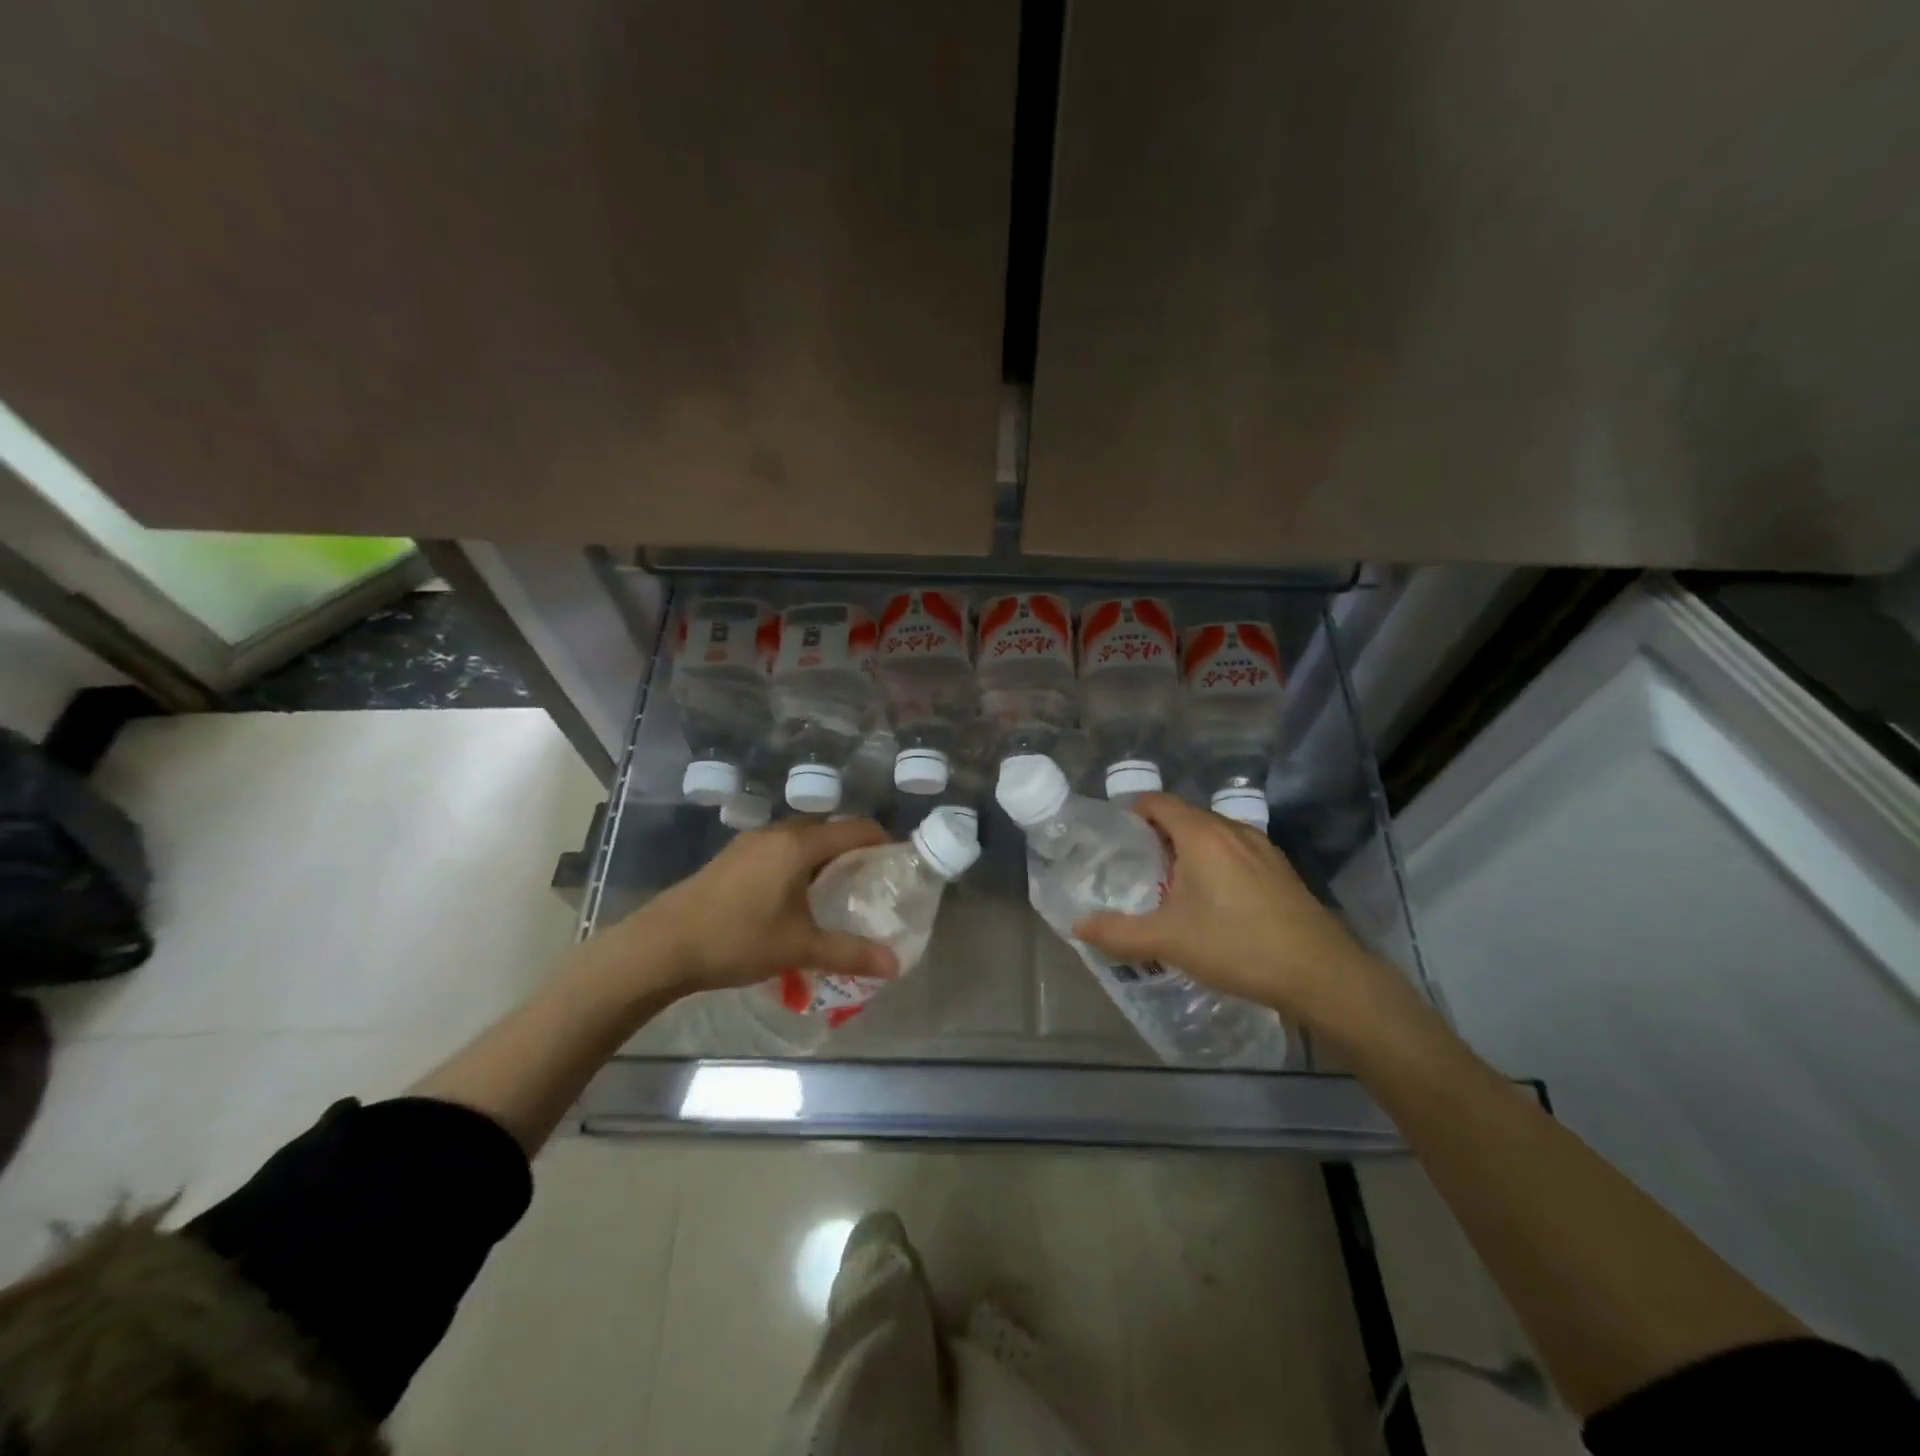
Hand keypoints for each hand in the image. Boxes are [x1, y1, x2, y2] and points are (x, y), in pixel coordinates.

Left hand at [603, 817, 899, 995]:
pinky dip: (797, 863)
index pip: (854, 829)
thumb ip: (850, 953)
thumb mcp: (799, 947)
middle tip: (869, 880)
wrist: (661, 946)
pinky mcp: (731, 858)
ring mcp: (749, 844)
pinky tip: (794, 897)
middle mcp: (776, 834)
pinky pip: (778, 849)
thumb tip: (894, 965)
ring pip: (799, 839)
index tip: (899, 861)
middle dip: (852, 848)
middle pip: (827, 829)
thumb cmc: (737, 939)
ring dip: (822, 856)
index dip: (882, 840)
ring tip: (836, 890)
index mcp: (798, 845)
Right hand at [1072, 793, 1413, 1042]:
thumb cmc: (1237, 946)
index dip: (1131, 811)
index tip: (1112, 834)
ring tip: (1167, 884)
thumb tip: (1077, 926)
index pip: (1158, 801)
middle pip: (1184, 816)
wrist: (1320, 973)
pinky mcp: (1279, 869)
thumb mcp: (1168, 941)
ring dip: (1186, 849)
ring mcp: (1261, 848)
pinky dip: (1213, 862)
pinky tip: (1211, 900)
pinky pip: (1234, 851)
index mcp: (1201, 834)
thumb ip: (1117, 933)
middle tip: (1132, 864)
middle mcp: (1232, 830)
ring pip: (1211, 834)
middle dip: (1155, 833)